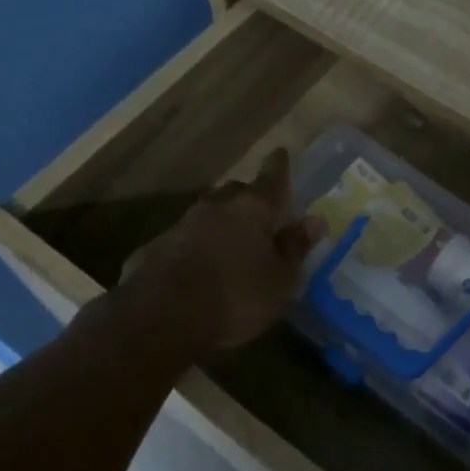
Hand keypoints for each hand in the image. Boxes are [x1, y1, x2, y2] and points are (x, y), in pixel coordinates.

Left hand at [109, 148, 323, 353]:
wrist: (160, 318)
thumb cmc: (236, 297)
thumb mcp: (279, 279)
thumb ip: (295, 247)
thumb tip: (315, 219)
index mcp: (252, 209)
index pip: (271, 178)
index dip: (279, 166)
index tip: (281, 152)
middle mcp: (215, 207)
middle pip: (235, 191)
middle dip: (247, 197)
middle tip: (258, 210)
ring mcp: (180, 225)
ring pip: (207, 214)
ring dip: (219, 222)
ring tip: (229, 241)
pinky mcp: (153, 249)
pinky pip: (182, 240)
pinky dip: (194, 246)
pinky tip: (196, 267)